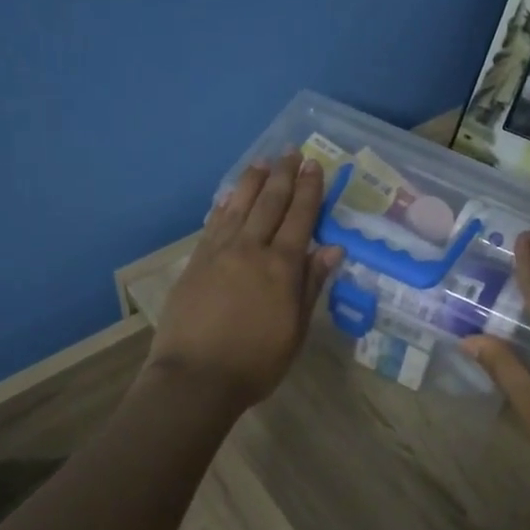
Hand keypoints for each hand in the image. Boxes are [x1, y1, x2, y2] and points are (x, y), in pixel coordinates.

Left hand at [147, 152, 344, 410]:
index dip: (309, 190)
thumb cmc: (256, 362)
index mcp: (282, 267)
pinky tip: (230, 196)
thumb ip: (312, 285)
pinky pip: (214, 223)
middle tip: (292, 153)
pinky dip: (225, 205)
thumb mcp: (296, 330)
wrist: (196, 377)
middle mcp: (251, 249)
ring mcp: (219, 252)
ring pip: (239, 206)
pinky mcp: (196, 261)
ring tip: (262, 162)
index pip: (300, 218)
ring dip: (253, 182)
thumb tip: (333, 249)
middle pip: (270, 204)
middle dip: (283, 176)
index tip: (315, 166)